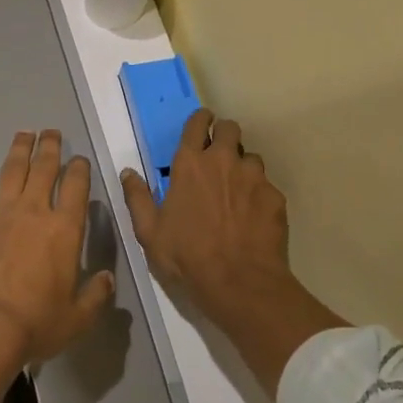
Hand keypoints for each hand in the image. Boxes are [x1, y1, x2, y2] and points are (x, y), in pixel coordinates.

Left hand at [0, 129, 115, 365]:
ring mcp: (1, 214)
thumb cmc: (36, 322)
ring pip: (12, 171)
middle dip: (50, 147)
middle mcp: (34, 212)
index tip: (80, 159)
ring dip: (20, 150)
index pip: (76, 187)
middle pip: (44, 169)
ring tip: (24, 134)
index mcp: (64, 230)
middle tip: (52, 132)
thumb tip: (107, 280)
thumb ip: (95, 296)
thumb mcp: (77, 318)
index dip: (79, 169)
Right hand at [120, 109, 294, 319]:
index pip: (197, 123)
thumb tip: (128, 172)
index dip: (200, 119)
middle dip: (224, 135)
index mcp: (190, 164)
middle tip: (218, 156)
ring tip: (237, 191)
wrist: (239, 283)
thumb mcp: (149, 232)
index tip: (202, 123)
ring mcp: (253, 177)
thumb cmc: (186, 256)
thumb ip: (137, 198)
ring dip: (242, 167)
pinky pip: (266, 186)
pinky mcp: (275, 197)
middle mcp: (223, 160)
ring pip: (251, 157)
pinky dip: (259, 195)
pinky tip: (253, 217)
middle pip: (230, 129)